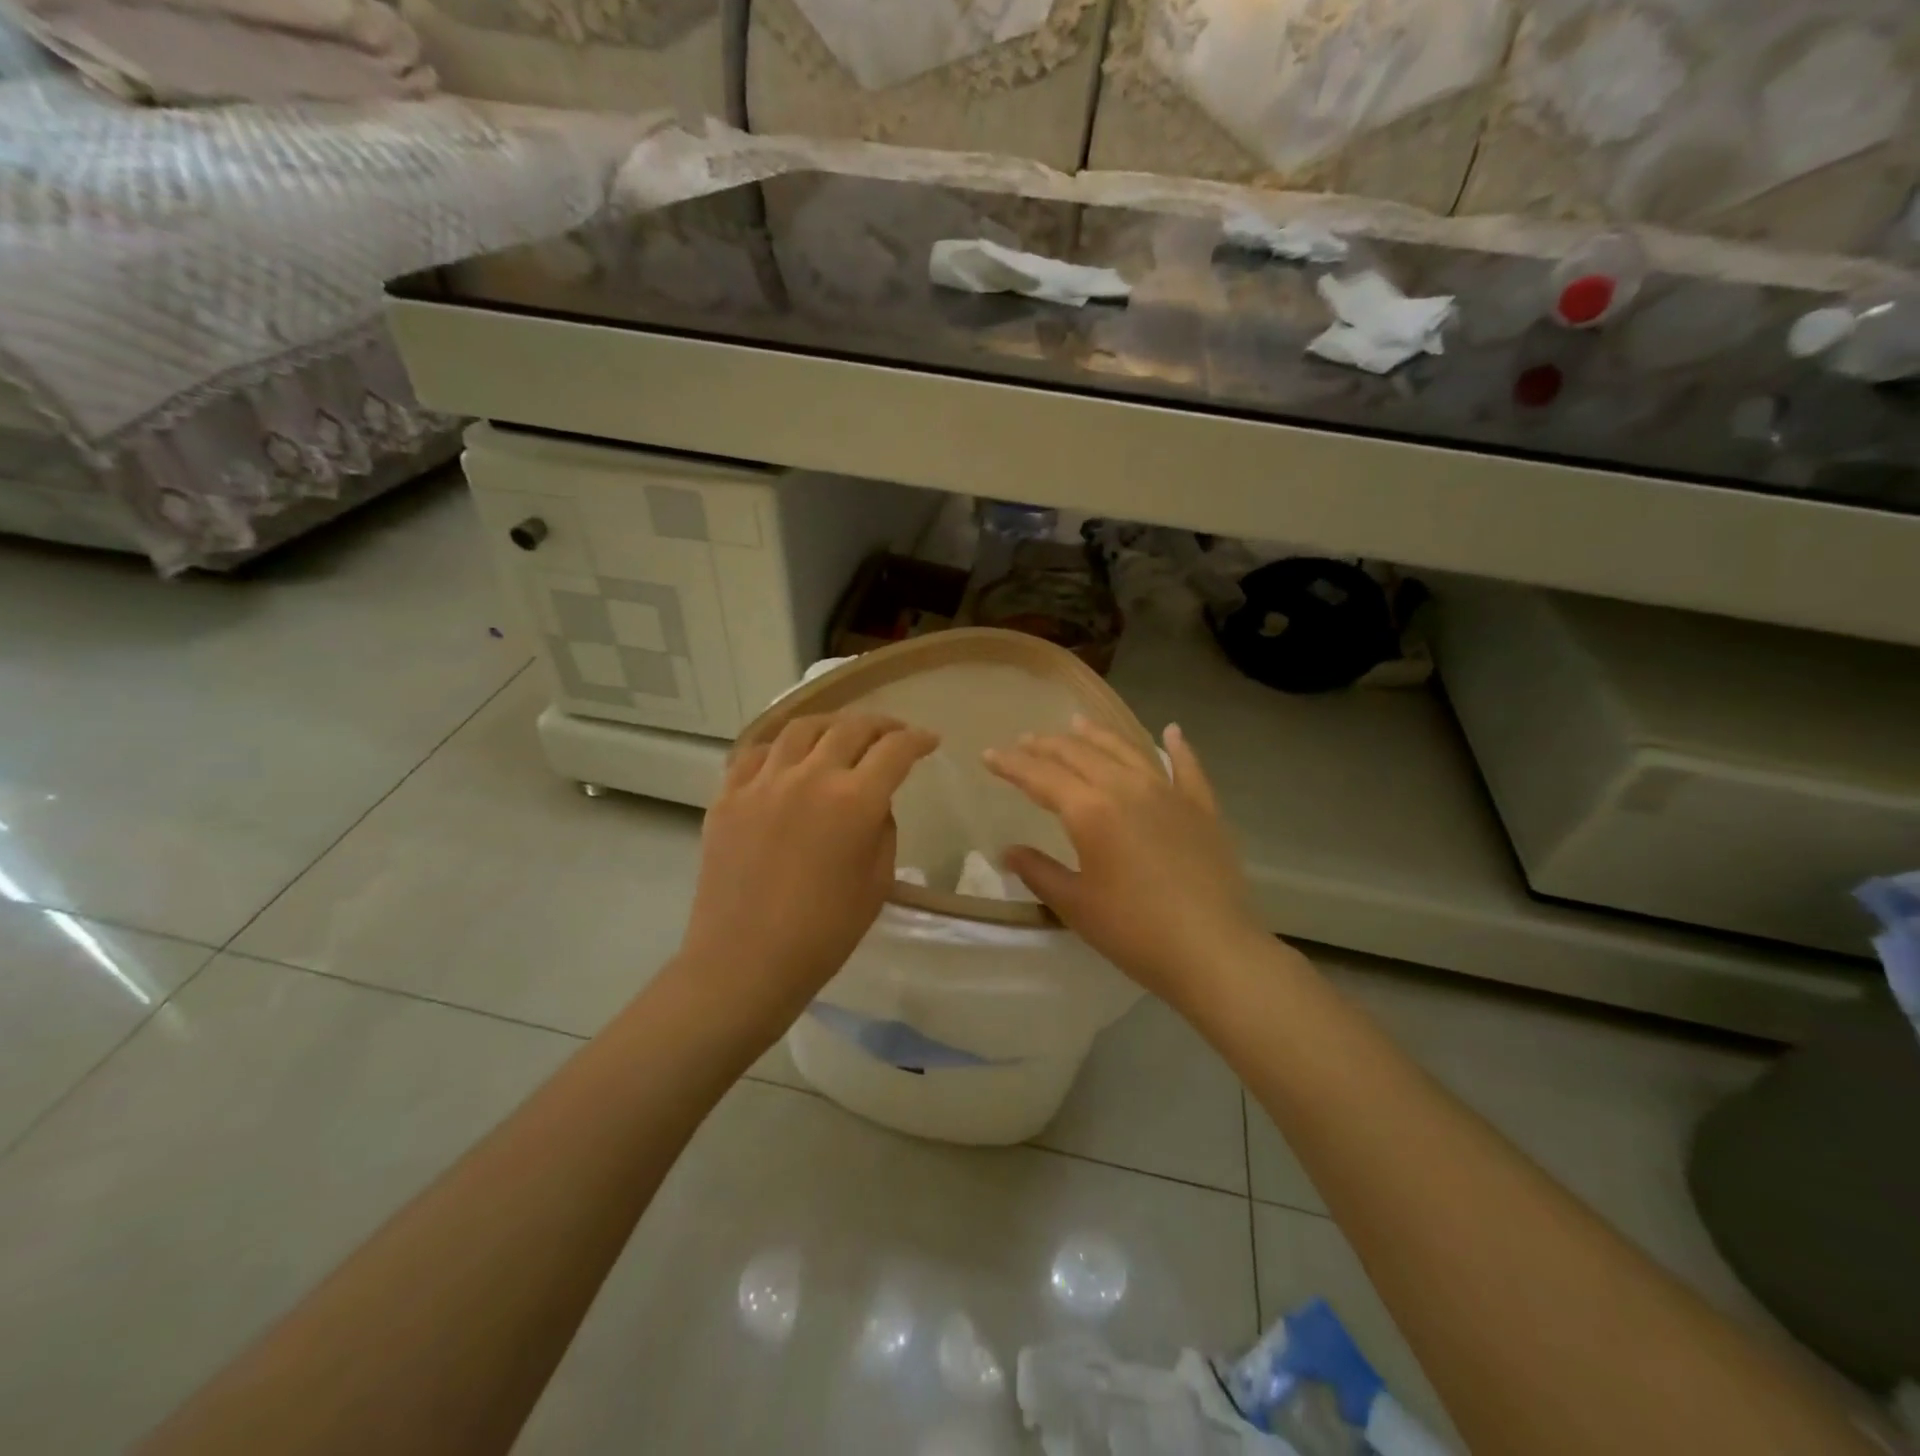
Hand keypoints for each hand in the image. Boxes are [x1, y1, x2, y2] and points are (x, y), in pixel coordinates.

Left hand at [679, 713, 939, 1030]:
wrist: (746, 961)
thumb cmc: (824, 932)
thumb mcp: (877, 881)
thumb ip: (882, 829)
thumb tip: (871, 801)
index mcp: (854, 800)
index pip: (895, 750)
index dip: (918, 740)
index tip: (929, 741)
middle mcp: (809, 777)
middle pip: (850, 728)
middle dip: (880, 724)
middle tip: (892, 733)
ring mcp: (763, 782)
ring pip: (801, 728)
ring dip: (830, 725)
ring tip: (840, 734)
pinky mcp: (728, 796)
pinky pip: (756, 753)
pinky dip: (780, 747)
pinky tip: (787, 758)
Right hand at [984, 719, 1264, 1005]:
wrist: (1211, 950)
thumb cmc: (1133, 930)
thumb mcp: (1074, 905)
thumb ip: (1038, 872)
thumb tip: (1007, 851)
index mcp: (1091, 810)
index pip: (1041, 776)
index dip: (1012, 764)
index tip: (989, 755)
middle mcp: (1127, 787)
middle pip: (1080, 754)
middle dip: (1048, 745)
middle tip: (1026, 741)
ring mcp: (1169, 793)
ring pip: (1127, 750)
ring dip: (1098, 735)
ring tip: (1078, 723)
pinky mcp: (1202, 807)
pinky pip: (1187, 767)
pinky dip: (1177, 747)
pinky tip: (1171, 732)